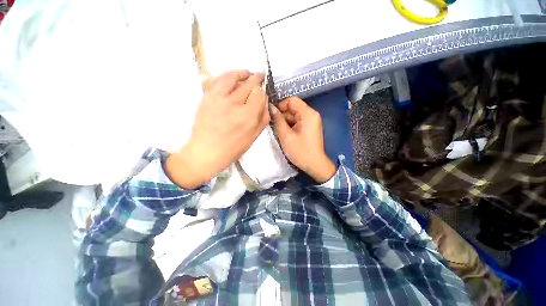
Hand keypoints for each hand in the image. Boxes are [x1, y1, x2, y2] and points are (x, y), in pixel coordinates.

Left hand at [165, 70, 268, 188]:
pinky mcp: (206, 97)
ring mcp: (218, 99)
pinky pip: (216, 80)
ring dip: (242, 72)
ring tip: (247, 73)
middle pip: (248, 83)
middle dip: (256, 78)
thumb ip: (263, 117)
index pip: (259, 94)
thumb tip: (265, 100)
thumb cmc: (233, 148)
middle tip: (260, 75)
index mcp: (247, 117)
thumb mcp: (254, 136)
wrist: (206, 152)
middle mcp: (234, 104)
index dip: (262, 91)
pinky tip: (231, 77)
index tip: (262, 93)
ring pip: (232, 77)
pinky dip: (225, 75)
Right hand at [270, 97, 335, 182]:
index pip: (292, 100)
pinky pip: (297, 122)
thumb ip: (278, 120)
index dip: (281, 106)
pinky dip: (290, 126)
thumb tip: (271, 107)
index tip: (273, 116)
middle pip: (293, 108)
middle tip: (274, 126)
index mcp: (308, 114)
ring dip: (285, 122)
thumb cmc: (300, 151)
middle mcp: (311, 114)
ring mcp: (311, 121)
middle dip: (282, 116)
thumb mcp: (286, 136)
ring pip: (294, 116)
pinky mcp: (309, 127)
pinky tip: (285, 134)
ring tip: (279, 132)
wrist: (315, 165)